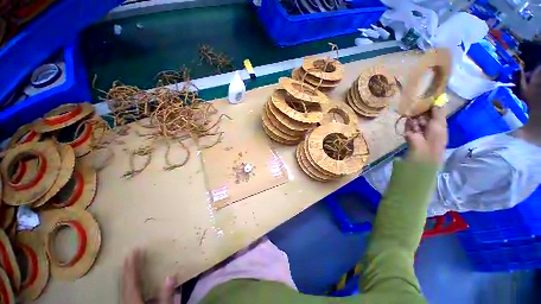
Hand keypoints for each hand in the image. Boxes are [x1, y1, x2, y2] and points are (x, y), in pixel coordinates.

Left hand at [121, 248, 177, 303]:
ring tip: (127, 265)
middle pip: (124, 282)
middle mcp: (127, 300)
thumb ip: (167, 293)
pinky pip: (123, 292)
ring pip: (122, 287)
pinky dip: (125, 283)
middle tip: (129, 255)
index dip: (132, 265)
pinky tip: (128, 283)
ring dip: (125, 275)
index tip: (133, 252)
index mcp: (134, 299)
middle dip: (126, 268)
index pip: (132, 279)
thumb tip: (171, 275)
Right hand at [405, 106, 446, 163]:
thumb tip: (435, 101)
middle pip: (424, 115)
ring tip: (416, 116)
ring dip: (416, 117)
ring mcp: (417, 128)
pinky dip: (409, 122)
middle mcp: (428, 126)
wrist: (424, 148)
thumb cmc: (436, 135)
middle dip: (422, 111)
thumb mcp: (440, 121)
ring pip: (415, 118)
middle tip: (420, 106)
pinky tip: (411, 122)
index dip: (431, 107)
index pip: (434, 113)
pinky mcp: (408, 131)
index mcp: (438, 124)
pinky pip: (408, 124)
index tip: (428, 99)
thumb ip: (437, 111)